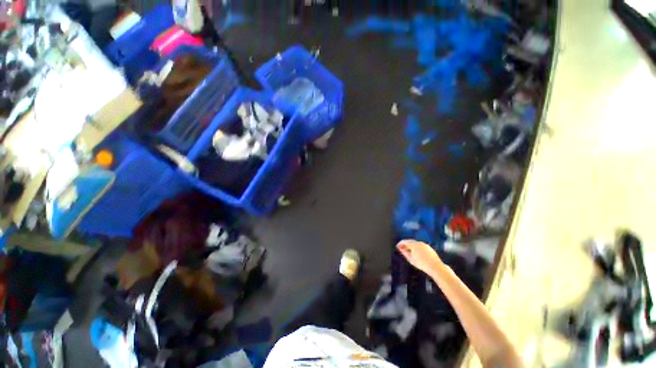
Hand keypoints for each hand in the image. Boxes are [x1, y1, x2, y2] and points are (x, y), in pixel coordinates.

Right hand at [396, 239, 442, 274]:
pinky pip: (420, 246)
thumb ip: (404, 253)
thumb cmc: (421, 263)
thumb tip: (401, 249)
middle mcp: (418, 242)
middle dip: (405, 245)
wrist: (435, 266)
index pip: (404, 241)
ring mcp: (424, 244)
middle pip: (409, 241)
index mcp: (413, 244)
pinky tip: (417, 253)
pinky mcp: (429, 247)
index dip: (399, 244)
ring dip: (411, 246)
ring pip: (415, 243)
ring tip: (409, 252)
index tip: (397, 247)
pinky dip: (417, 248)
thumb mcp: (411, 259)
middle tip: (402, 249)